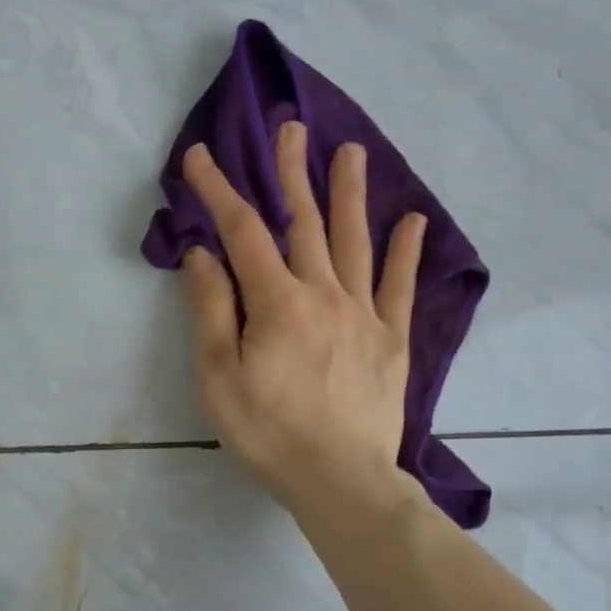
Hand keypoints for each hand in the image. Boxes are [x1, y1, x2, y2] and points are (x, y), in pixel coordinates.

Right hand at [180, 119, 425, 516]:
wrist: (341, 481)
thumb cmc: (269, 433)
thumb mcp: (220, 377)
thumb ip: (212, 310)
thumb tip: (202, 253)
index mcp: (278, 303)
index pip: (243, 232)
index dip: (219, 190)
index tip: (200, 157)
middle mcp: (324, 294)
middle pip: (304, 223)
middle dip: (292, 174)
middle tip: (292, 129)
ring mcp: (364, 314)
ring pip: (354, 242)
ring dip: (348, 194)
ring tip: (350, 152)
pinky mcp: (391, 340)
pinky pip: (398, 286)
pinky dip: (405, 251)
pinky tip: (411, 220)